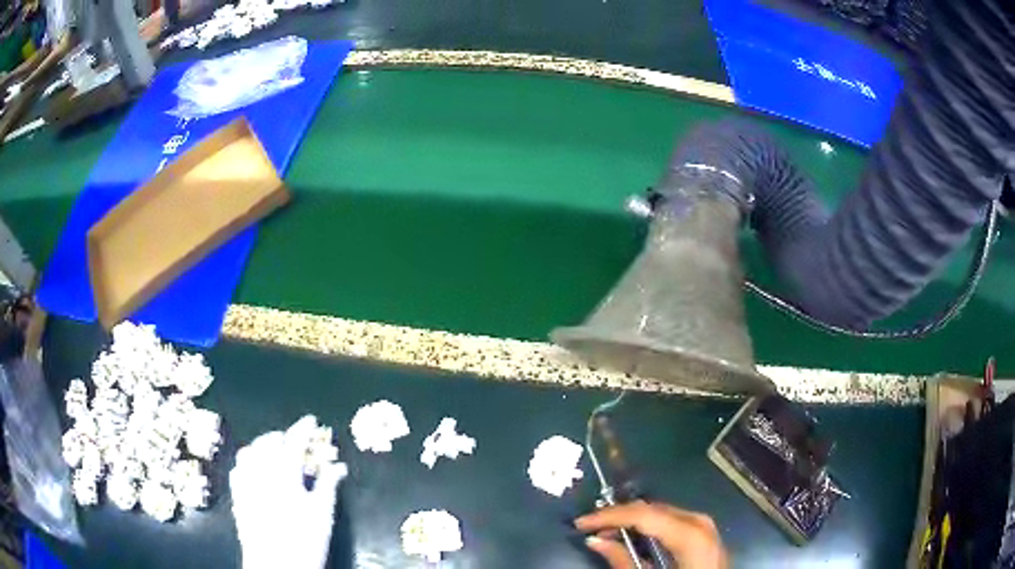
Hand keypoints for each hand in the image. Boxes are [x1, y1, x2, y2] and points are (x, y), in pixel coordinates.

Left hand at [229, 416, 346, 568]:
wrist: (276, 564)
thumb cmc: (305, 540)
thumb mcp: (322, 513)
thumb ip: (328, 485)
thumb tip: (338, 465)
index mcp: (284, 474)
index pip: (293, 441)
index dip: (303, 428)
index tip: (312, 420)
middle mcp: (261, 472)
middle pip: (269, 442)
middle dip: (283, 435)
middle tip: (296, 439)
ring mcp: (246, 482)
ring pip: (250, 451)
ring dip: (263, 445)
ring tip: (274, 449)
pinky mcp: (237, 495)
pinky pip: (238, 467)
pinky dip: (248, 460)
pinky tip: (255, 467)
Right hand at [575, 501, 727, 568]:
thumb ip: (623, 562)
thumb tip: (594, 540)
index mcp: (690, 534)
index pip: (643, 514)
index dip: (608, 515)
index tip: (581, 522)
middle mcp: (700, 522)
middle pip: (652, 510)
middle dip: (619, 516)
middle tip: (591, 527)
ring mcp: (705, 526)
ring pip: (661, 513)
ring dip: (632, 521)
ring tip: (607, 533)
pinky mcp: (704, 533)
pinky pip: (671, 521)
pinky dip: (649, 526)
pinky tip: (633, 536)